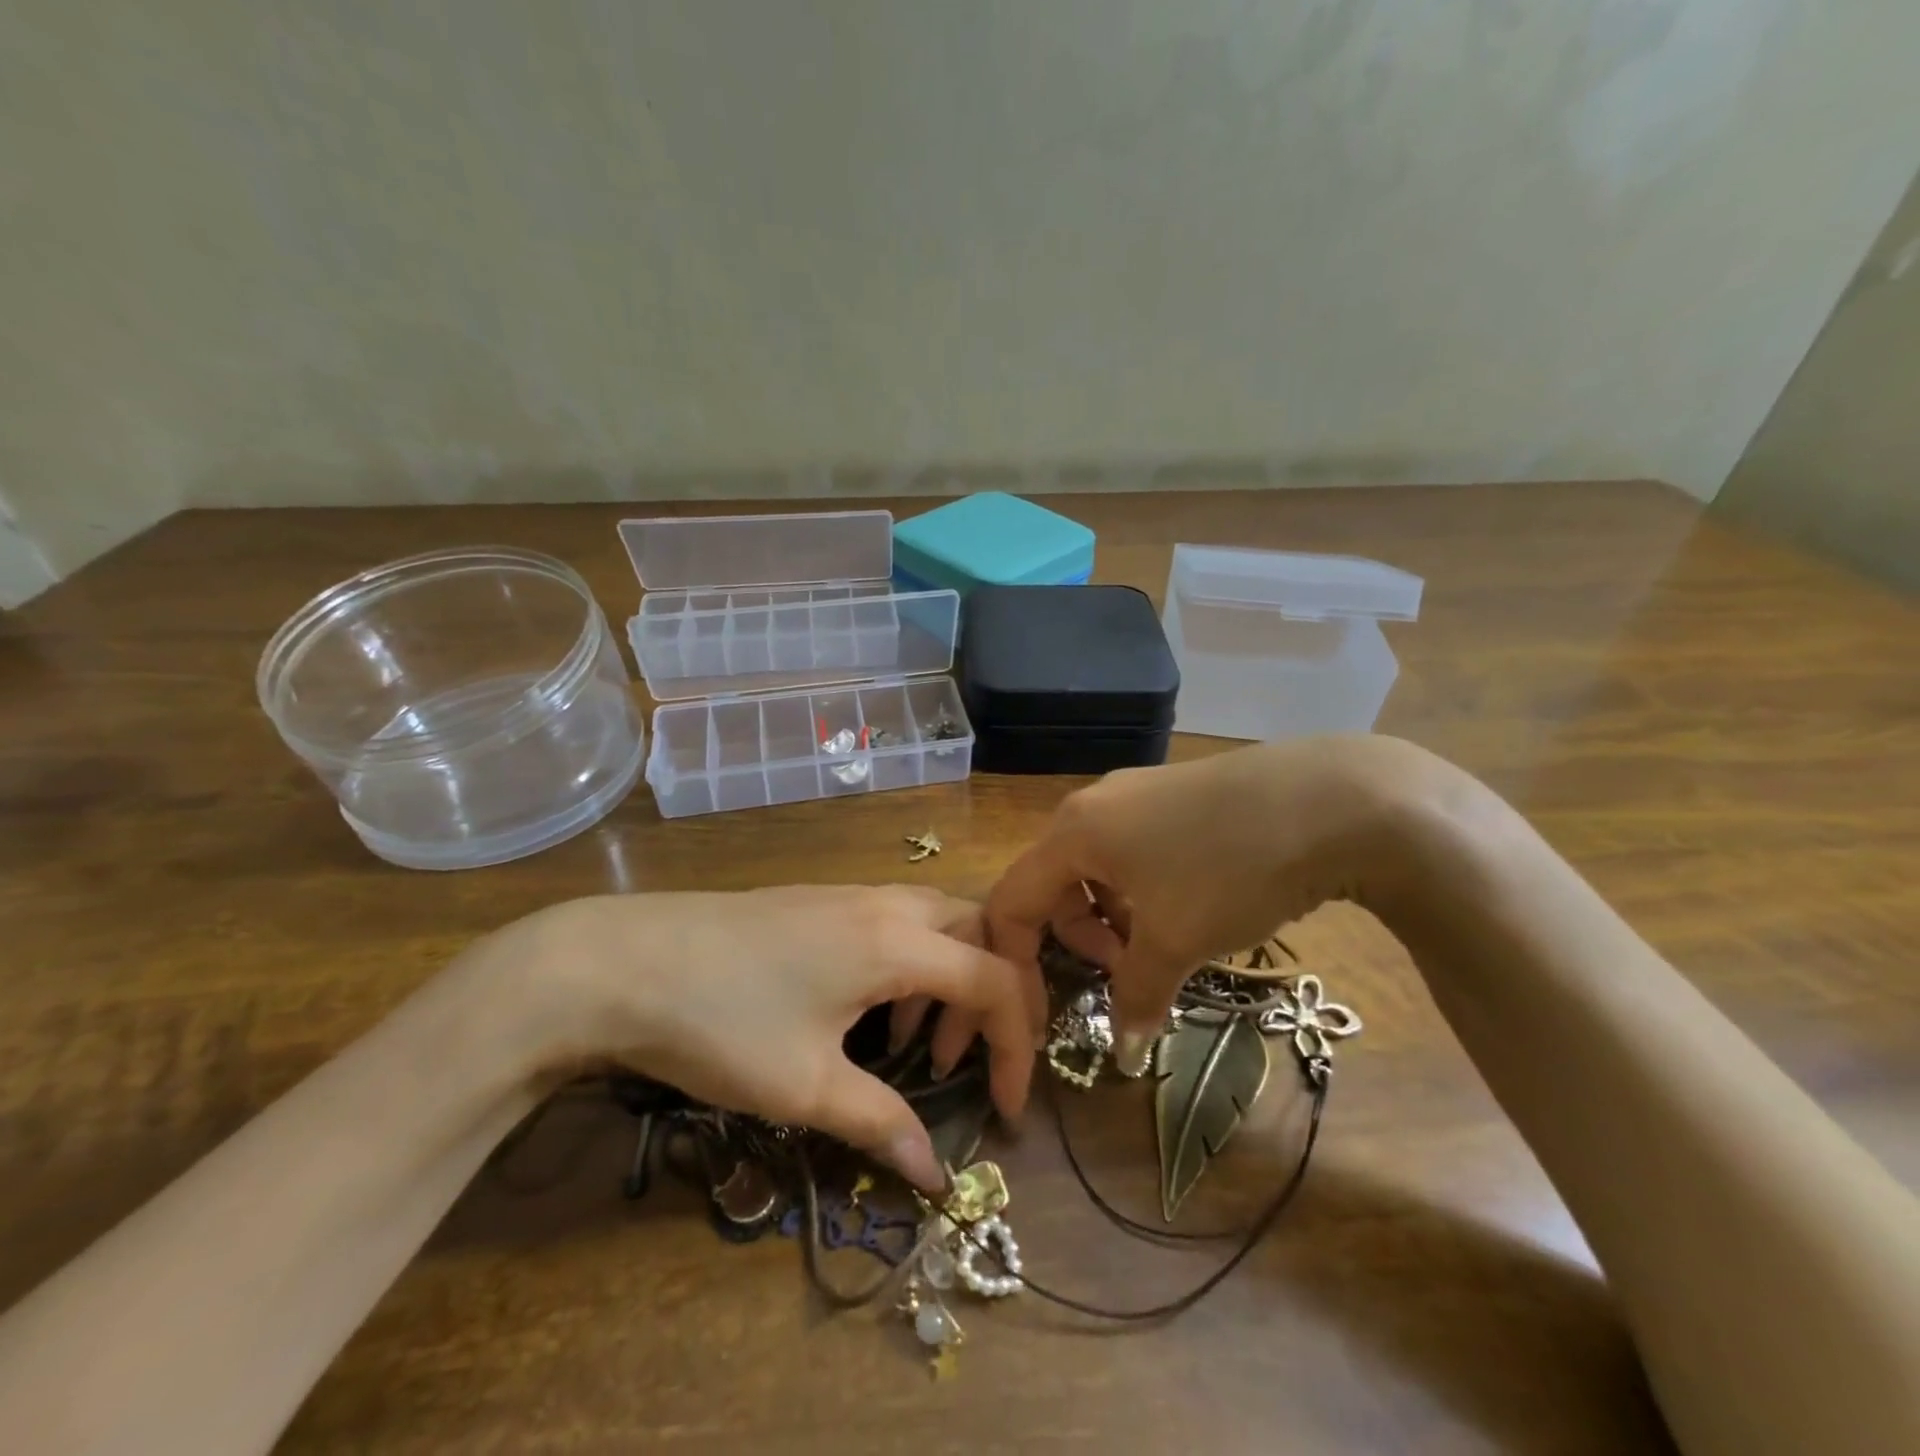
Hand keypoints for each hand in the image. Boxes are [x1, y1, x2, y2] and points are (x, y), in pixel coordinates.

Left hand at [486, 886, 1034, 1190]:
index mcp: (897, 941)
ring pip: (935, 920)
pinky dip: (909, 963)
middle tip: (975, 1057)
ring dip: (948, 976)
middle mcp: (885, 904)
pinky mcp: (817, 900)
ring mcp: (848, 894)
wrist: (621, 961)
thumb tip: (935, 1176)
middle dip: (995, 993)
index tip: (1008, 1109)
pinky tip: (867, 1010)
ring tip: (917, 1040)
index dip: (1018, 1045)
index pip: (995, 981)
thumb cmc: (723, 1022)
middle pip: (978, 930)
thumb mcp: (806, 1086)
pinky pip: (894, 921)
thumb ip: (881, 1123)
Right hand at [984, 737, 1428, 1070]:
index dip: (1016, 960)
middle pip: (1054, 882)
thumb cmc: (1230, 869)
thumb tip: (1126, 1051)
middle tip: (1127, 972)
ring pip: (1098, 867)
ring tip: (1167, 943)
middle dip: (1079, 939)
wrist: (1335, 799)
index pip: (1013, 900)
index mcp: (1074, 831)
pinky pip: (1135, 849)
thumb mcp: (1177, 939)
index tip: (1045, 1011)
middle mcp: (1094, 804)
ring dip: (1115, 918)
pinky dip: (1144, 891)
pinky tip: (1194, 906)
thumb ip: (1137, 994)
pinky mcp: (1177, 793)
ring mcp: (1138, 792)